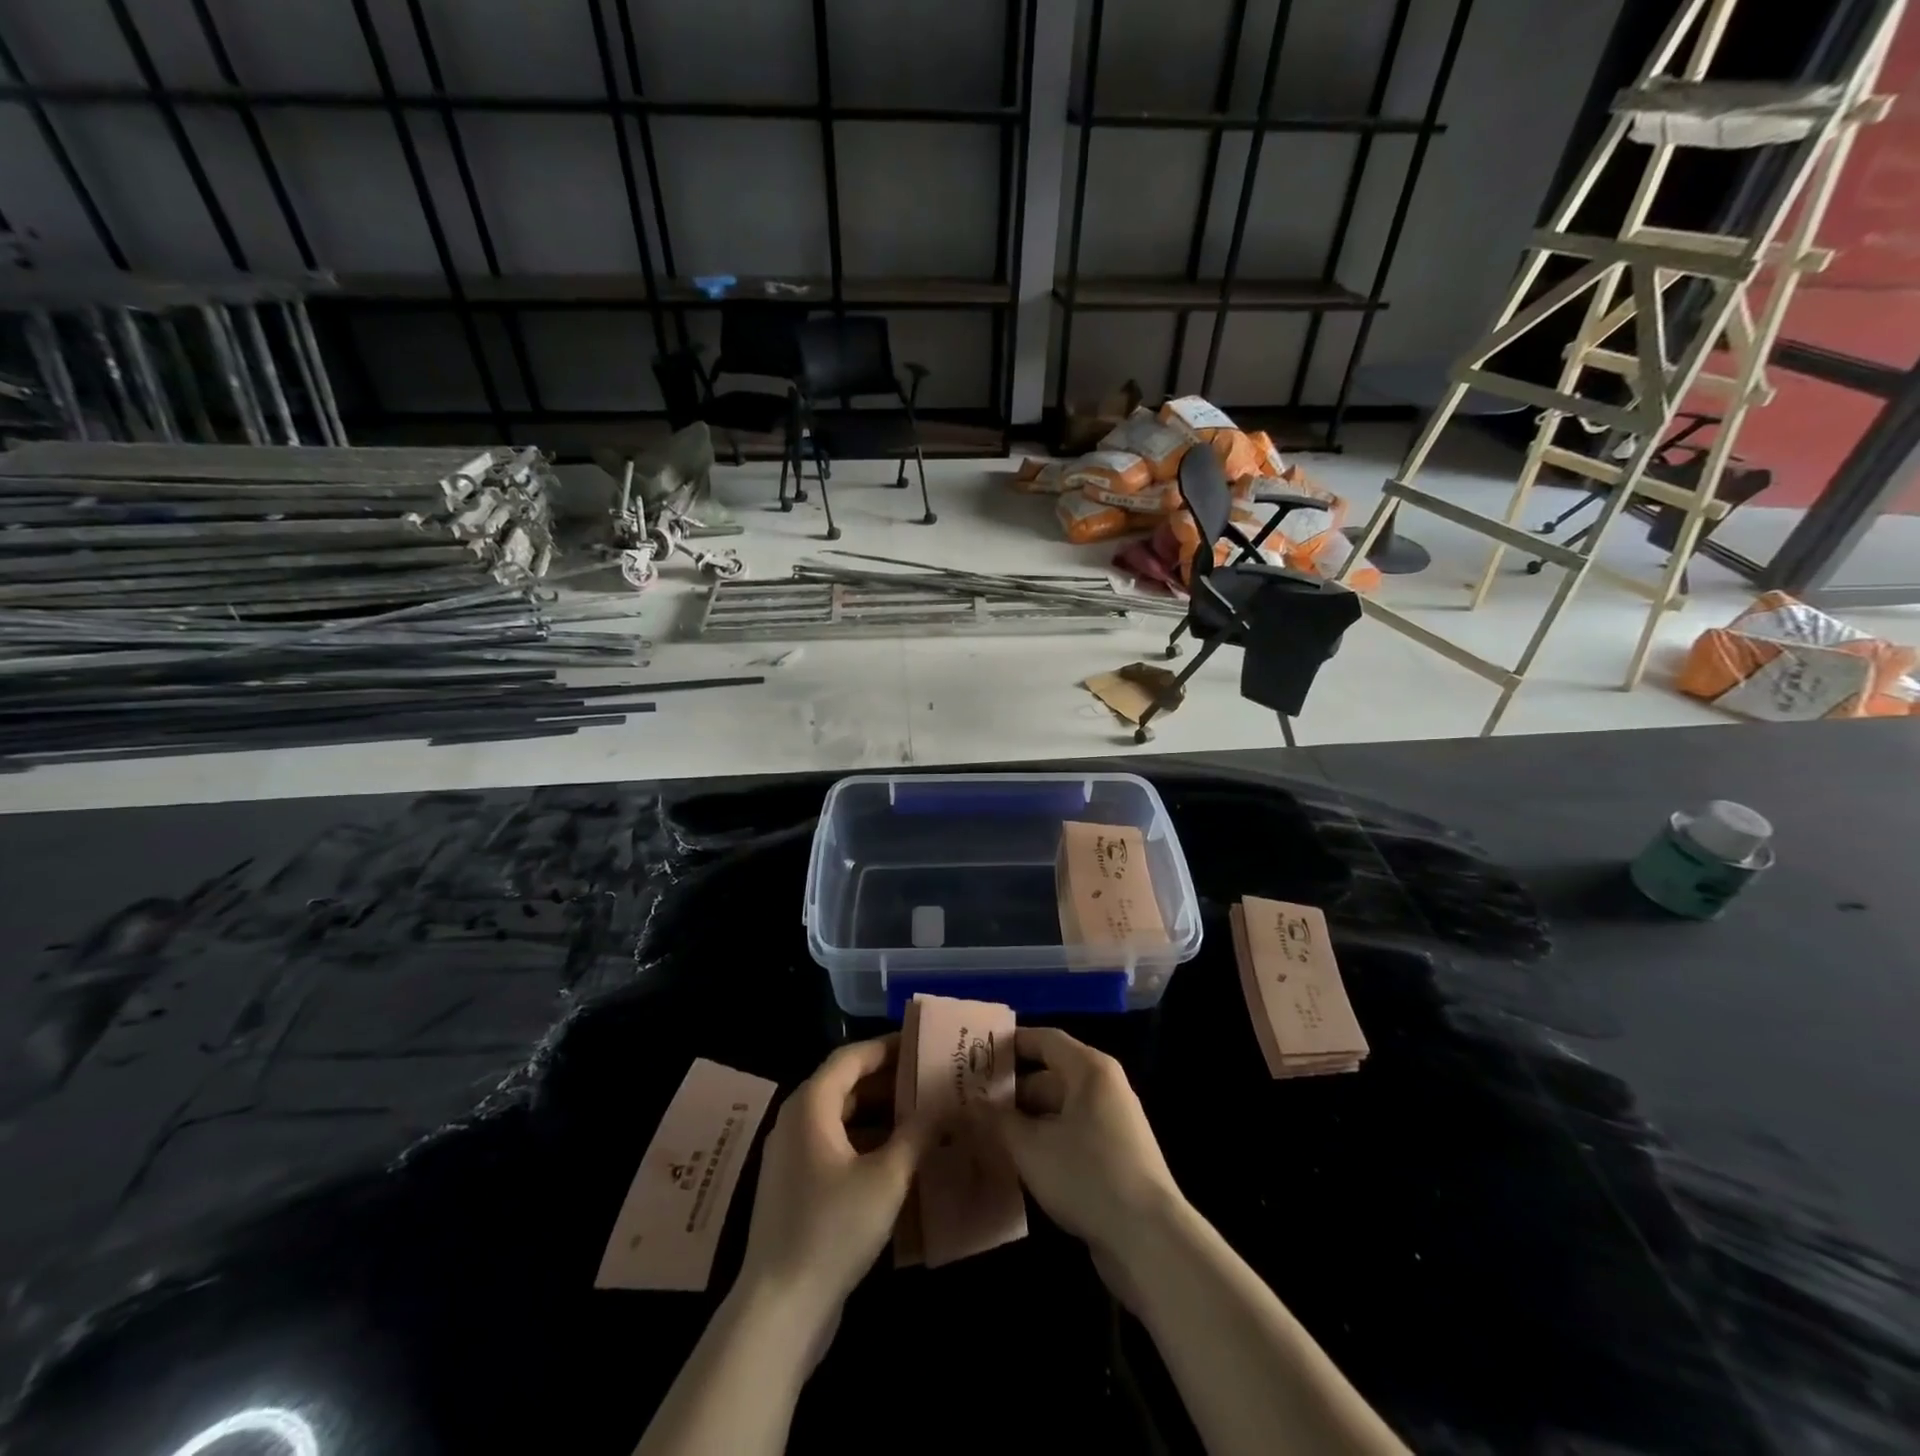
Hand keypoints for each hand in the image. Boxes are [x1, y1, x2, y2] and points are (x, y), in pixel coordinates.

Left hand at [735, 1037, 933, 1325]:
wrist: (779, 1308)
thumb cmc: (833, 1228)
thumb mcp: (887, 1177)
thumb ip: (918, 1133)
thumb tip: (947, 1102)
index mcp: (811, 1105)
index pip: (851, 1057)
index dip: (887, 1048)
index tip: (922, 1044)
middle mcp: (796, 1121)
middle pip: (845, 1084)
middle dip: (888, 1081)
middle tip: (931, 1079)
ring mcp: (793, 1156)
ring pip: (841, 1117)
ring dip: (880, 1113)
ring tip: (924, 1114)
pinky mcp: (796, 1187)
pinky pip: (835, 1146)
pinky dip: (866, 1141)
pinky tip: (900, 1157)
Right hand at [986, 1027, 1184, 1265]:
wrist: (1149, 1240)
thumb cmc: (1087, 1175)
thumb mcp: (1031, 1147)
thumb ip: (996, 1121)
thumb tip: (968, 1104)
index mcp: (1089, 1070)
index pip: (1044, 1040)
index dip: (1009, 1043)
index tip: (974, 1054)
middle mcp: (1103, 1088)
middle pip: (1049, 1077)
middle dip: (1010, 1091)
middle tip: (969, 1103)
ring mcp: (1111, 1124)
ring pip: (1057, 1111)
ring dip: (1024, 1122)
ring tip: (983, 1134)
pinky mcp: (1113, 1157)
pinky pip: (1070, 1136)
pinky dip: (1043, 1143)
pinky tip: (1015, 1163)